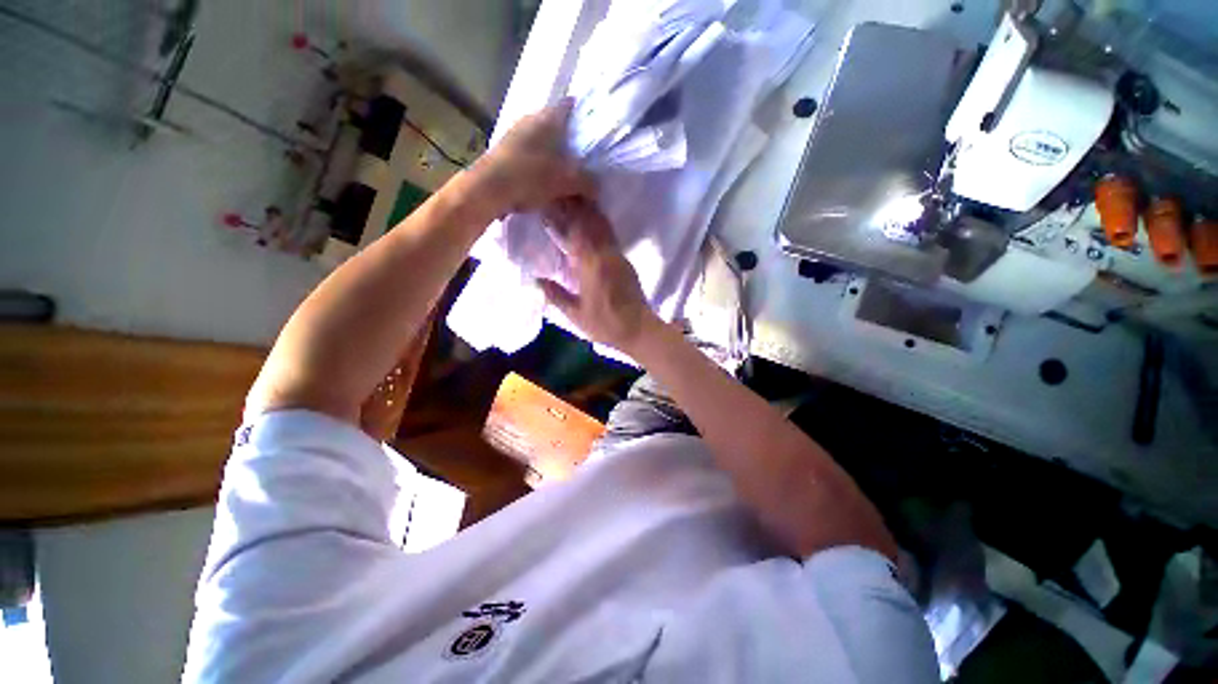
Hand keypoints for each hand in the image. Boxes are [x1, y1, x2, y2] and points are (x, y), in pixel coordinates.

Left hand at [470, 99, 593, 216]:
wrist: (489, 189)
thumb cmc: (530, 177)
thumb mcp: (564, 182)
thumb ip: (585, 183)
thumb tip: (597, 188)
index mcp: (547, 119)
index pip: (569, 106)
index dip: (583, 113)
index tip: (594, 126)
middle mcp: (530, 120)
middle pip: (555, 124)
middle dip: (570, 138)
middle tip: (583, 156)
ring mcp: (514, 134)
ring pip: (542, 139)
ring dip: (553, 152)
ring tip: (566, 171)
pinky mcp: (505, 152)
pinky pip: (530, 153)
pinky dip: (540, 162)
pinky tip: (545, 179)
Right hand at [537, 198, 661, 355]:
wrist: (639, 329)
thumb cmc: (605, 325)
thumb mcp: (576, 315)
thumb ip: (555, 295)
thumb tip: (536, 279)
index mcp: (591, 266)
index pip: (574, 232)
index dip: (561, 214)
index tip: (548, 201)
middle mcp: (606, 254)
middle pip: (589, 222)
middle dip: (574, 205)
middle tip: (558, 191)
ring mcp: (617, 255)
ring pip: (602, 225)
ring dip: (588, 210)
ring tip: (574, 197)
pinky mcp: (624, 260)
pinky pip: (609, 235)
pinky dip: (599, 223)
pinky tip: (591, 219)